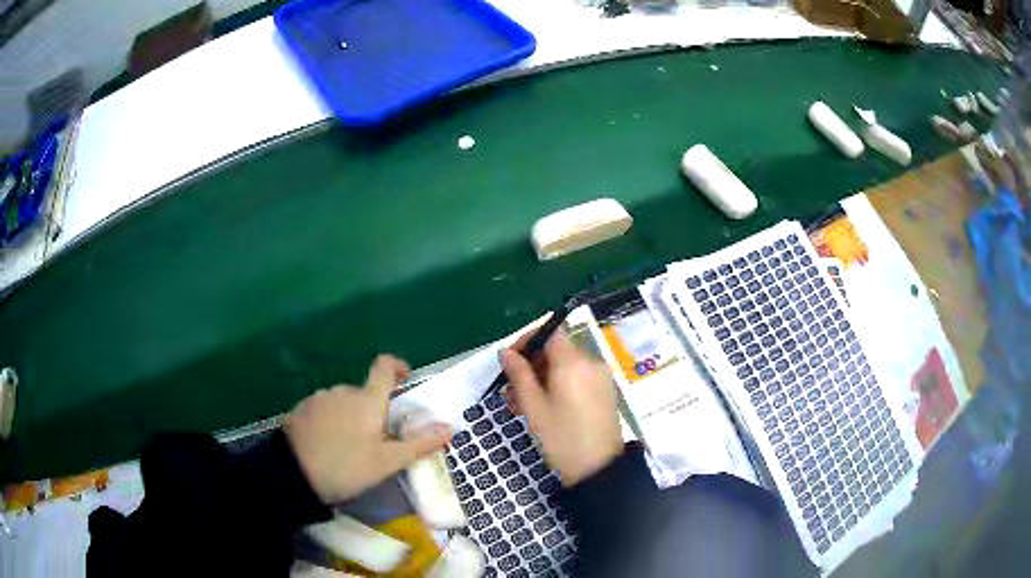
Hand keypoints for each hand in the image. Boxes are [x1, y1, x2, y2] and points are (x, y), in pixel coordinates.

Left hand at [284, 355, 452, 503]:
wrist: (293, 473)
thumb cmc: (346, 467)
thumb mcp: (387, 462)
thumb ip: (419, 444)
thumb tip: (450, 428)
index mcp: (367, 399)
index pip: (384, 366)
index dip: (397, 367)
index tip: (404, 379)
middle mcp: (343, 390)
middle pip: (365, 391)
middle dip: (374, 410)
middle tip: (377, 441)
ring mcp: (319, 398)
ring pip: (344, 402)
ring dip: (352, 416)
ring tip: (350, 447)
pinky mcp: (302, 409)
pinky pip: (325, 409)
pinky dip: (332, 420)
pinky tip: (328, 445)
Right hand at [501, 328, 623, 486]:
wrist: (598, 469)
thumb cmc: (561, 438)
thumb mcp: (533, 407)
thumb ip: (519, 374)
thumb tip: (506, 352)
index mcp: (573, 362)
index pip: (549, 331)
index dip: (527, 339)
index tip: (509, 361)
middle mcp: (590, 361)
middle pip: (556, 349)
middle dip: (530, 365)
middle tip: (510, 391)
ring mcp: (600, 376)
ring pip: (564, 366)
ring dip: (541, 378)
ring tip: (521, 404)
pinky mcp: (603, 390)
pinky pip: (577, 377)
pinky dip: (558, 385)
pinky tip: (543, 408)